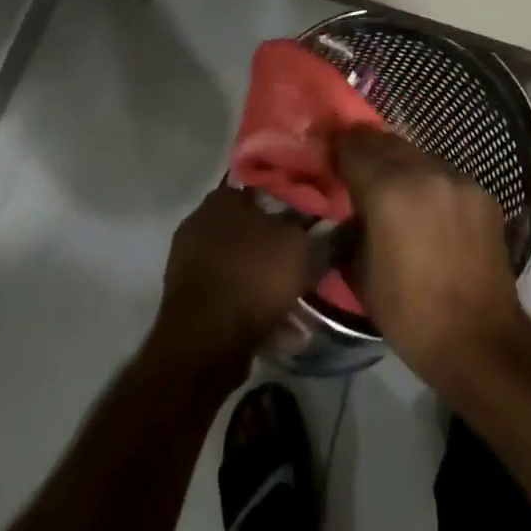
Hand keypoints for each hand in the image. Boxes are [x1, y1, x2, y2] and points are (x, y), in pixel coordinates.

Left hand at [150, 184, 315, 379]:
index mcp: (224, 197)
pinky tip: (285, 333)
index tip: (313, 222)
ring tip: (303, 309)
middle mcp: (202, 222)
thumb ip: (323, 235)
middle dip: (280, 251)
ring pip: (244, 269)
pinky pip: (233, 301)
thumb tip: (341, 226)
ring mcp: (191, 264)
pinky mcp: (190, 303)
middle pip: (253, 232)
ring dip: (270, 287)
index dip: (291, 203)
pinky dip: (256, 314)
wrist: (203, 343)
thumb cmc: (253, 278)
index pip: (262, 187)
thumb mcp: (302, 250)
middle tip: (308, 267)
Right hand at [334, 129, 526, 386]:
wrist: (481, 342)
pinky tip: (431, 212)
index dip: (339, 150)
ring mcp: (457, 178)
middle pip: (385, 141)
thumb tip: (348, 212)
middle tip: (359, 174)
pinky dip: (431, 185)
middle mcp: (423, 171)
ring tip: (397, 195)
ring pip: (417, 155)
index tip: (332, 162)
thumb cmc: (411, 315)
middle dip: (368, 153)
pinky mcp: (481, 192)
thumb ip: (351, 228)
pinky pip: (445, 175)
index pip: (353, 145)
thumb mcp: (361, 274)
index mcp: (387, 189)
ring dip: (401, 167)